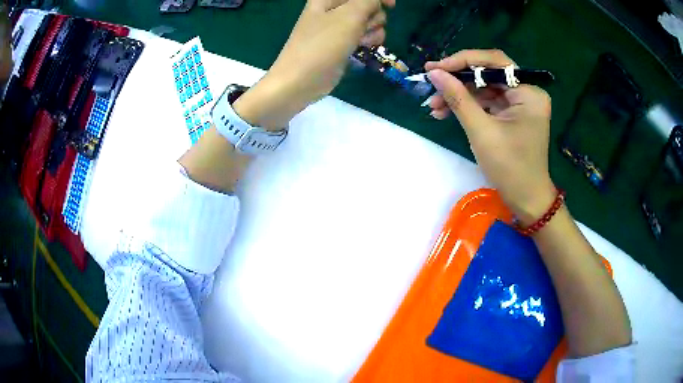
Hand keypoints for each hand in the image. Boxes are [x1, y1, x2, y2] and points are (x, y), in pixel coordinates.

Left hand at [234, 0, 394, 129]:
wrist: (301, 80)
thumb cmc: (323, 44)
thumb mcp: (350, 16)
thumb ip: (369, 0)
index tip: (391, 5)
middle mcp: (333, 9)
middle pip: (366, 5)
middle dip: (373, 15)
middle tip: (364, 26)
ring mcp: (338, 27)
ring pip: (368, 21)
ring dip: (373, 29)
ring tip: (362, 40)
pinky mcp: (342, 43)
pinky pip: (363, 35)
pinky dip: (368, 39)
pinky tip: (363, 47)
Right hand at [425, 50, 554, 223]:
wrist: (526, 200)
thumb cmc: (509, 168)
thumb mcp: (481, 131)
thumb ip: (458, 97)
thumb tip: (434, 72)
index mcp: (529, 92)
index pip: (495, 62)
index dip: (463, 61)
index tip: (436, 67)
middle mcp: (527, 92)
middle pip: (488, 74)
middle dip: (458, 80)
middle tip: (430, 82)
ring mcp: (520, 104)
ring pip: (484, 88)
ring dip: (459, 95)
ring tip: (433, 106)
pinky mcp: (512, 115)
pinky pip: (487, 103)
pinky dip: (468, 106)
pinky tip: (445, 113)